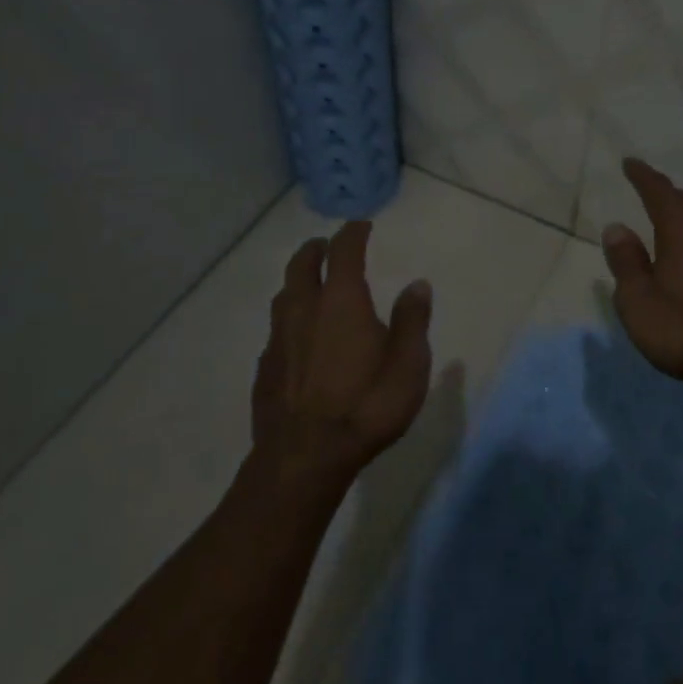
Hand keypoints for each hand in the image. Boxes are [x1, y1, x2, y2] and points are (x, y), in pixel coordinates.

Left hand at [251, 221, 432, 483]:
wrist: (305, 458)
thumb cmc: (367, 405)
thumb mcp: (408, 364)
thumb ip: (412, 320)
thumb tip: (417, 284)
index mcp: (341, 301)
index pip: (344, 252)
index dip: (353, 233)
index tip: (362, 225)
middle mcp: (304, 310)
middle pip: (302, 265)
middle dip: (315, 249)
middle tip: (326, 245)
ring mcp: (278, 339)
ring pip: (284, 295)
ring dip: (297, 281)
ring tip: (310, 284)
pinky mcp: (265, 368)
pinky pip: (276, 330)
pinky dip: (289, 319)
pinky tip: (298, 338)